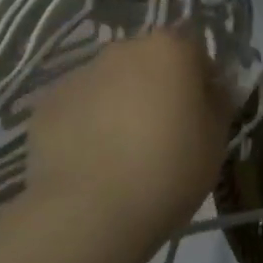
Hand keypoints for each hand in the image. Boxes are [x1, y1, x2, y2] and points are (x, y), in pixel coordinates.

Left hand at [18, 30, 231, 250]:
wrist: (91, 212)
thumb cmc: (170, 169)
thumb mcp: (216, 139)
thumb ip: (217, 103)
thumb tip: (210, 90)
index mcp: (169, 49)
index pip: (195, 51)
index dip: (201, 82)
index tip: (201, 115)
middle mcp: (122, 50)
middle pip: (148, 62)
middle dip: (156, 88)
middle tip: (163, 133)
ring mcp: (79, 75)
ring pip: (110, 83)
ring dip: (119, 104)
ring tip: (122, 153)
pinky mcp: (45, 106)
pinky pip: (78, 108)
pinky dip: (86, 125)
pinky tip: (92, 162)